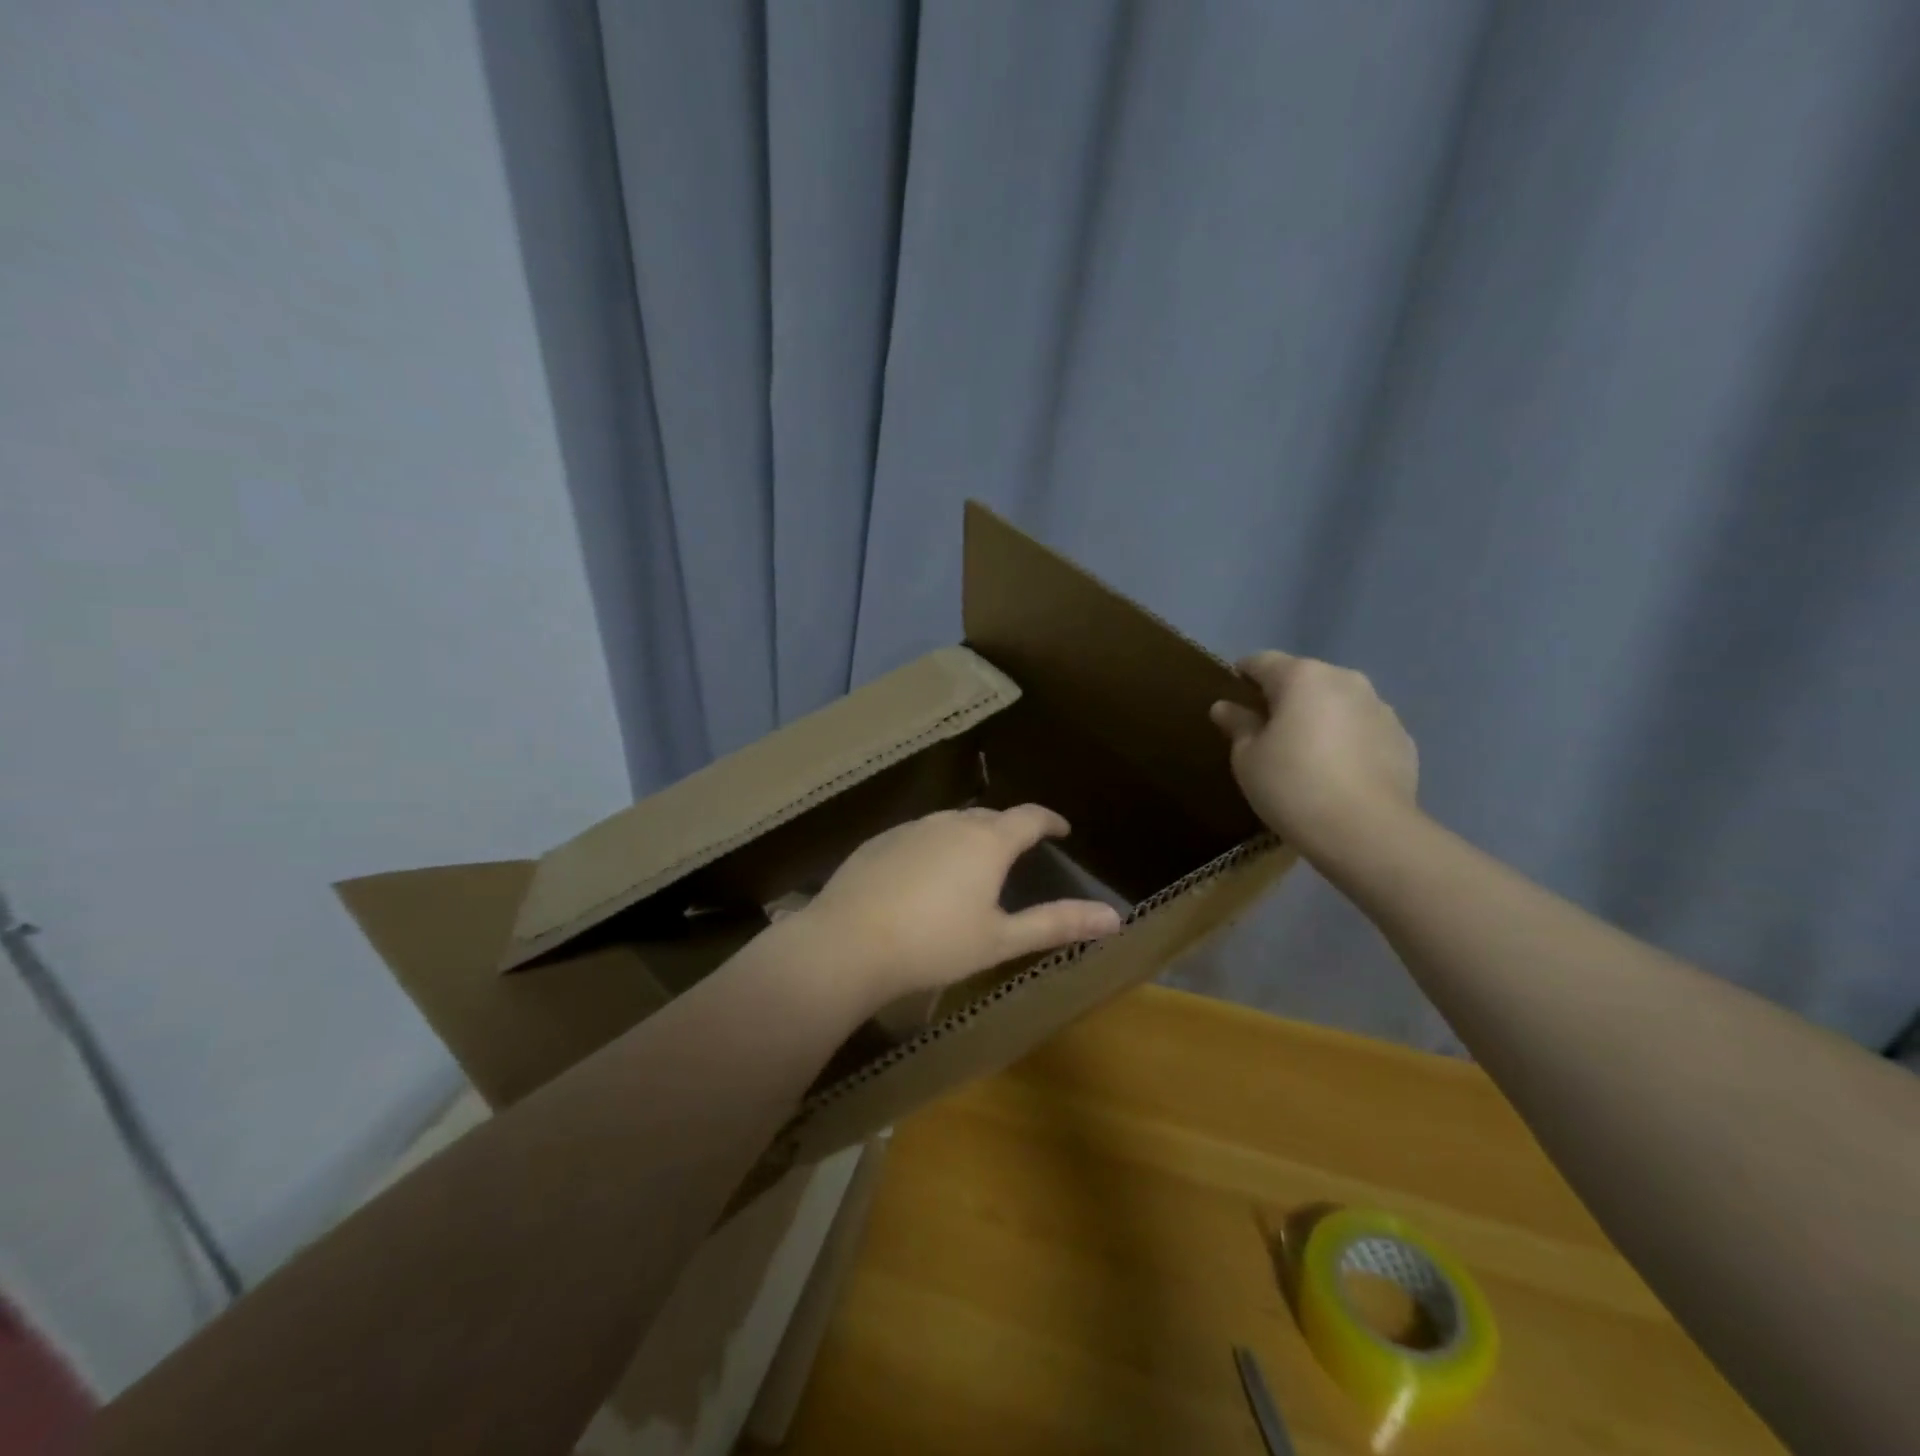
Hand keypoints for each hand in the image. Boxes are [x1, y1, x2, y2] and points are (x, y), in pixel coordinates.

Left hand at [793, 805, 1123, 1010]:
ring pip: (950, 823)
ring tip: (973, 861)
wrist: (849, 942)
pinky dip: (933, 847)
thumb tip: (1114, 917)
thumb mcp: (1001, 940)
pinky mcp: (879, 841)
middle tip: (1018, 850)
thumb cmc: (934, 944)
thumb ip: (1057, 924)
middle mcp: (950, 823)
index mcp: (987, 842)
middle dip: (1008, 829)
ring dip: (969, 836)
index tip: (1061, 828)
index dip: (1049, 820)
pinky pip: (918, 835)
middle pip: (989, 817)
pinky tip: (923, 875)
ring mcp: (911, 828)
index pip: (1029, 817)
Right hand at [1209, 650, 1419, 858]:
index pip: (1262, 661)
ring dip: (1319, 717)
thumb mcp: (1248, 758)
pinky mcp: (1402, 738)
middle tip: (1266, 732)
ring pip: (1337, 702)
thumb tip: (1225, 707)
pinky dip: (1347, 740)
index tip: (1232, 695)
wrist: (1367, 832)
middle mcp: (1345, 680)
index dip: (1242, 674)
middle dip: (1284, 697)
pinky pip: (1363, 729)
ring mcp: (1380, 707)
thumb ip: (1238, 725)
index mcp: (1302, 677)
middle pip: (1304, 679)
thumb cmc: (1293, 786)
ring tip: (1305, 754)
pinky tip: (1337, 773)